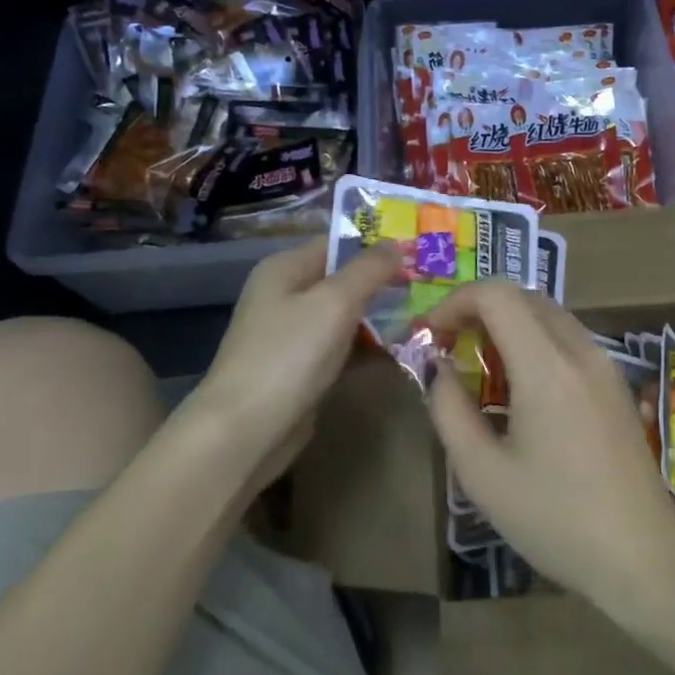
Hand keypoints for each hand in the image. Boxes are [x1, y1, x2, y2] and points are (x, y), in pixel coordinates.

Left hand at [184, 237, 403, 483]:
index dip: (376, 246)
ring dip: (379, 318)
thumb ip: (368, 270)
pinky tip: (399, 352)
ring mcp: (292, 335)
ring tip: (424, 318)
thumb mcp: (334, 302)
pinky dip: (366, 348)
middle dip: (383, 284)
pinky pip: (341, 348)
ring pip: (345, 317)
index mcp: (284, 269)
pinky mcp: (301, 369)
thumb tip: (396, 243)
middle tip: (429, 287)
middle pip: (343, 280)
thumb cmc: (289, 355)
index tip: (419, 252)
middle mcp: (285, 296)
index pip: (337, 244)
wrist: (245, 431)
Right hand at [423, 281, 674, 607]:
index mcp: (546, 366)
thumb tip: (438, 369)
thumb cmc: (555, 518)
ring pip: (549, 314)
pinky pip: (568, 338)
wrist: (641, 553)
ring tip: (479, 366)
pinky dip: (534, 340)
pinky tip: (520, 385)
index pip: (497, 295)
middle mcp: (580, 350)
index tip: (430, 335)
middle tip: (449, 347)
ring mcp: (604, 363)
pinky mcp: (615, 382)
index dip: (455, 301)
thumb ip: (449, 410)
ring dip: (508, 323)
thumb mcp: (482, 473)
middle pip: (524, 296)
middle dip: (479, 309)